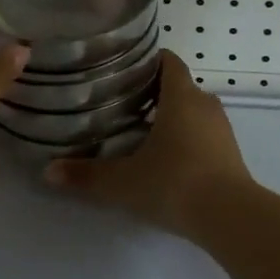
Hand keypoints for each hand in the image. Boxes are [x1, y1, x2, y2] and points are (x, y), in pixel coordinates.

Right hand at [43, 52, 254, 241]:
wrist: (230, 218)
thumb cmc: (174, 183)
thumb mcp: (123, 182)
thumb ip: (86, 175)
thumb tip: (48, 172)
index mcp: (181, 97)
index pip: (168, 61)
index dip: (147, 60)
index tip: (123, 68)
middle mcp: (205, 105)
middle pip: (179, 87)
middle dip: (154, 92)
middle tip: (121, 103)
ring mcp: (222, 130)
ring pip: (193, 112)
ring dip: (172, 117)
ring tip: (140, 131)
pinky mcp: (231, 154)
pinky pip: (205, 134)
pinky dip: (187, 138)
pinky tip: (166, 159)